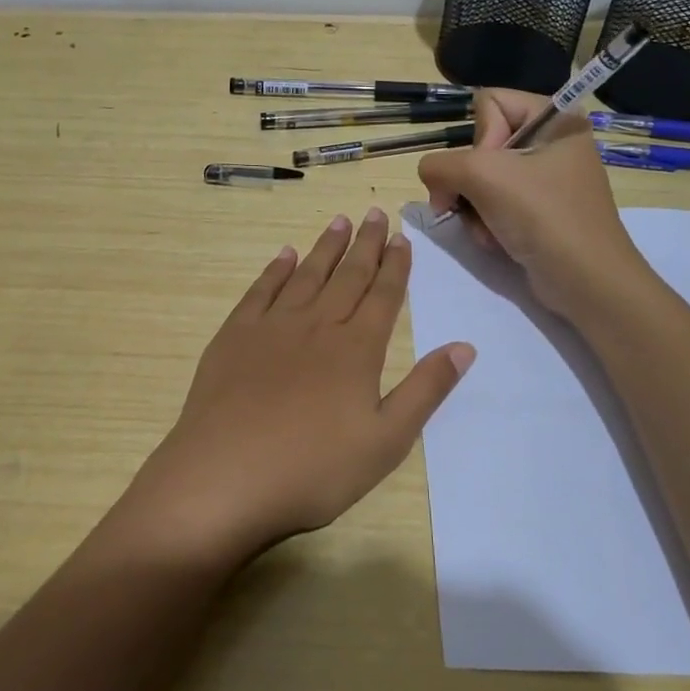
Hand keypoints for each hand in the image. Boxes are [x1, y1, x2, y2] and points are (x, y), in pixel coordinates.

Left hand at [117, 209, 474, 564]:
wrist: (225, 477)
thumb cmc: (313, 469)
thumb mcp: (386, 441)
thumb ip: (426, 390)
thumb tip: (465, 346)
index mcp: (356, 350)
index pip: (383, 296)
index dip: (395, 265)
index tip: (401, 237)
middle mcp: (317, 326)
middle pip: (347, 276)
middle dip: (365, 244)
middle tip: (374, 212)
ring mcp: (272, 327)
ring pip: (306, 275)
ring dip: (325, 247)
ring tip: (339, 221)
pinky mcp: (234, 336)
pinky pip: (261, 291)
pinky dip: (276, 269)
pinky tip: (285, 255)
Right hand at [418, 90, 652, 317]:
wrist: (587, 282)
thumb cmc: (544, 217)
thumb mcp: (484, 177)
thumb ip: (440, 165)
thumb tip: (430, 176)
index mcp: (555, 120)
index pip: (489, 103)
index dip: (479, 137)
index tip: (489, 171)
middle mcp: (552, 143)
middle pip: (481, 145)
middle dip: (470, 182)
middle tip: (470, 206)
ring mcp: (546, 179)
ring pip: (481, 178)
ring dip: (474, 208)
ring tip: (487, 231)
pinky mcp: (540, 211)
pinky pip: (494, 203)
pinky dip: (486, 223)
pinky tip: (495, 241)